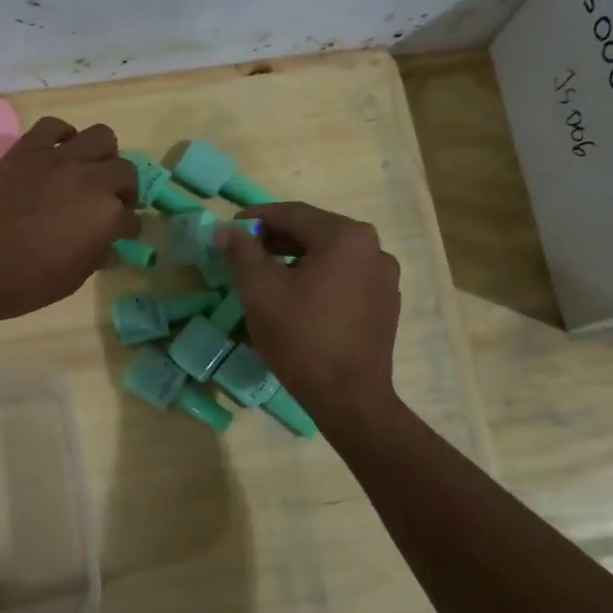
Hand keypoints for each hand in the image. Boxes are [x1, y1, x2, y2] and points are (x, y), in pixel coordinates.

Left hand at [0, 117, 137, 326]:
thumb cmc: (27, 282)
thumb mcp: (74, 278)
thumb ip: (97, 255)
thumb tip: (110, 247)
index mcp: (107, 216)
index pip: (132, 218)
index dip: (128, 227)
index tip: (122, 234)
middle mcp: (91, 180)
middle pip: (125, 170)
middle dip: (124, 189)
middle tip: (110, 201)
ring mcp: (58, 160)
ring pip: (101, 136)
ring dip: (102, 155)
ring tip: (88, 170)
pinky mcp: (26, 151)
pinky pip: (53, 127)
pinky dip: (62, 135)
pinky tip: (58, 152)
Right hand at [218, 202, 401, 421]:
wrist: (349, 398)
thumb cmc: (301, 338)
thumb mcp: (260, 291)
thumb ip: (242, 253)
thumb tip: (227, 231)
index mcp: (346, 237)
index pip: (293, 214)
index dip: (257, 218)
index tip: (231, 228)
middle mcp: (374, 248)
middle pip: (315, 232)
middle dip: (277, 238)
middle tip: (245, 252)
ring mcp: (385, 277)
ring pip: (332, 255)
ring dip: (298, 258)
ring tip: (268, 274)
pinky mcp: (386, 303)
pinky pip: (346, 277)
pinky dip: (320, 278)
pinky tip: (299, 298)